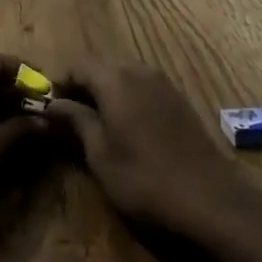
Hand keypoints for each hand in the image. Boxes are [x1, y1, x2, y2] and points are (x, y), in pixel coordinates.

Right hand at [47, 57, 254, 243]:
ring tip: (96, 119)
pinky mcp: (178, 97)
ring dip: (105, 86)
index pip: (78, 64)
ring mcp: (162, 82)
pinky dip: (127, 93)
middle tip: (70, 113)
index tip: (51, 106)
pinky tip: (126, 123)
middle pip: (101, 63)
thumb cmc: (145, 180)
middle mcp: (139, 70)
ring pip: (123, 70)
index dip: (61, 82)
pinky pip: (143, 82)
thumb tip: (53, 103)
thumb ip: (76, 121)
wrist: (210, 199)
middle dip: (82, 82)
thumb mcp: (100, 155)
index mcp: (115, 79)